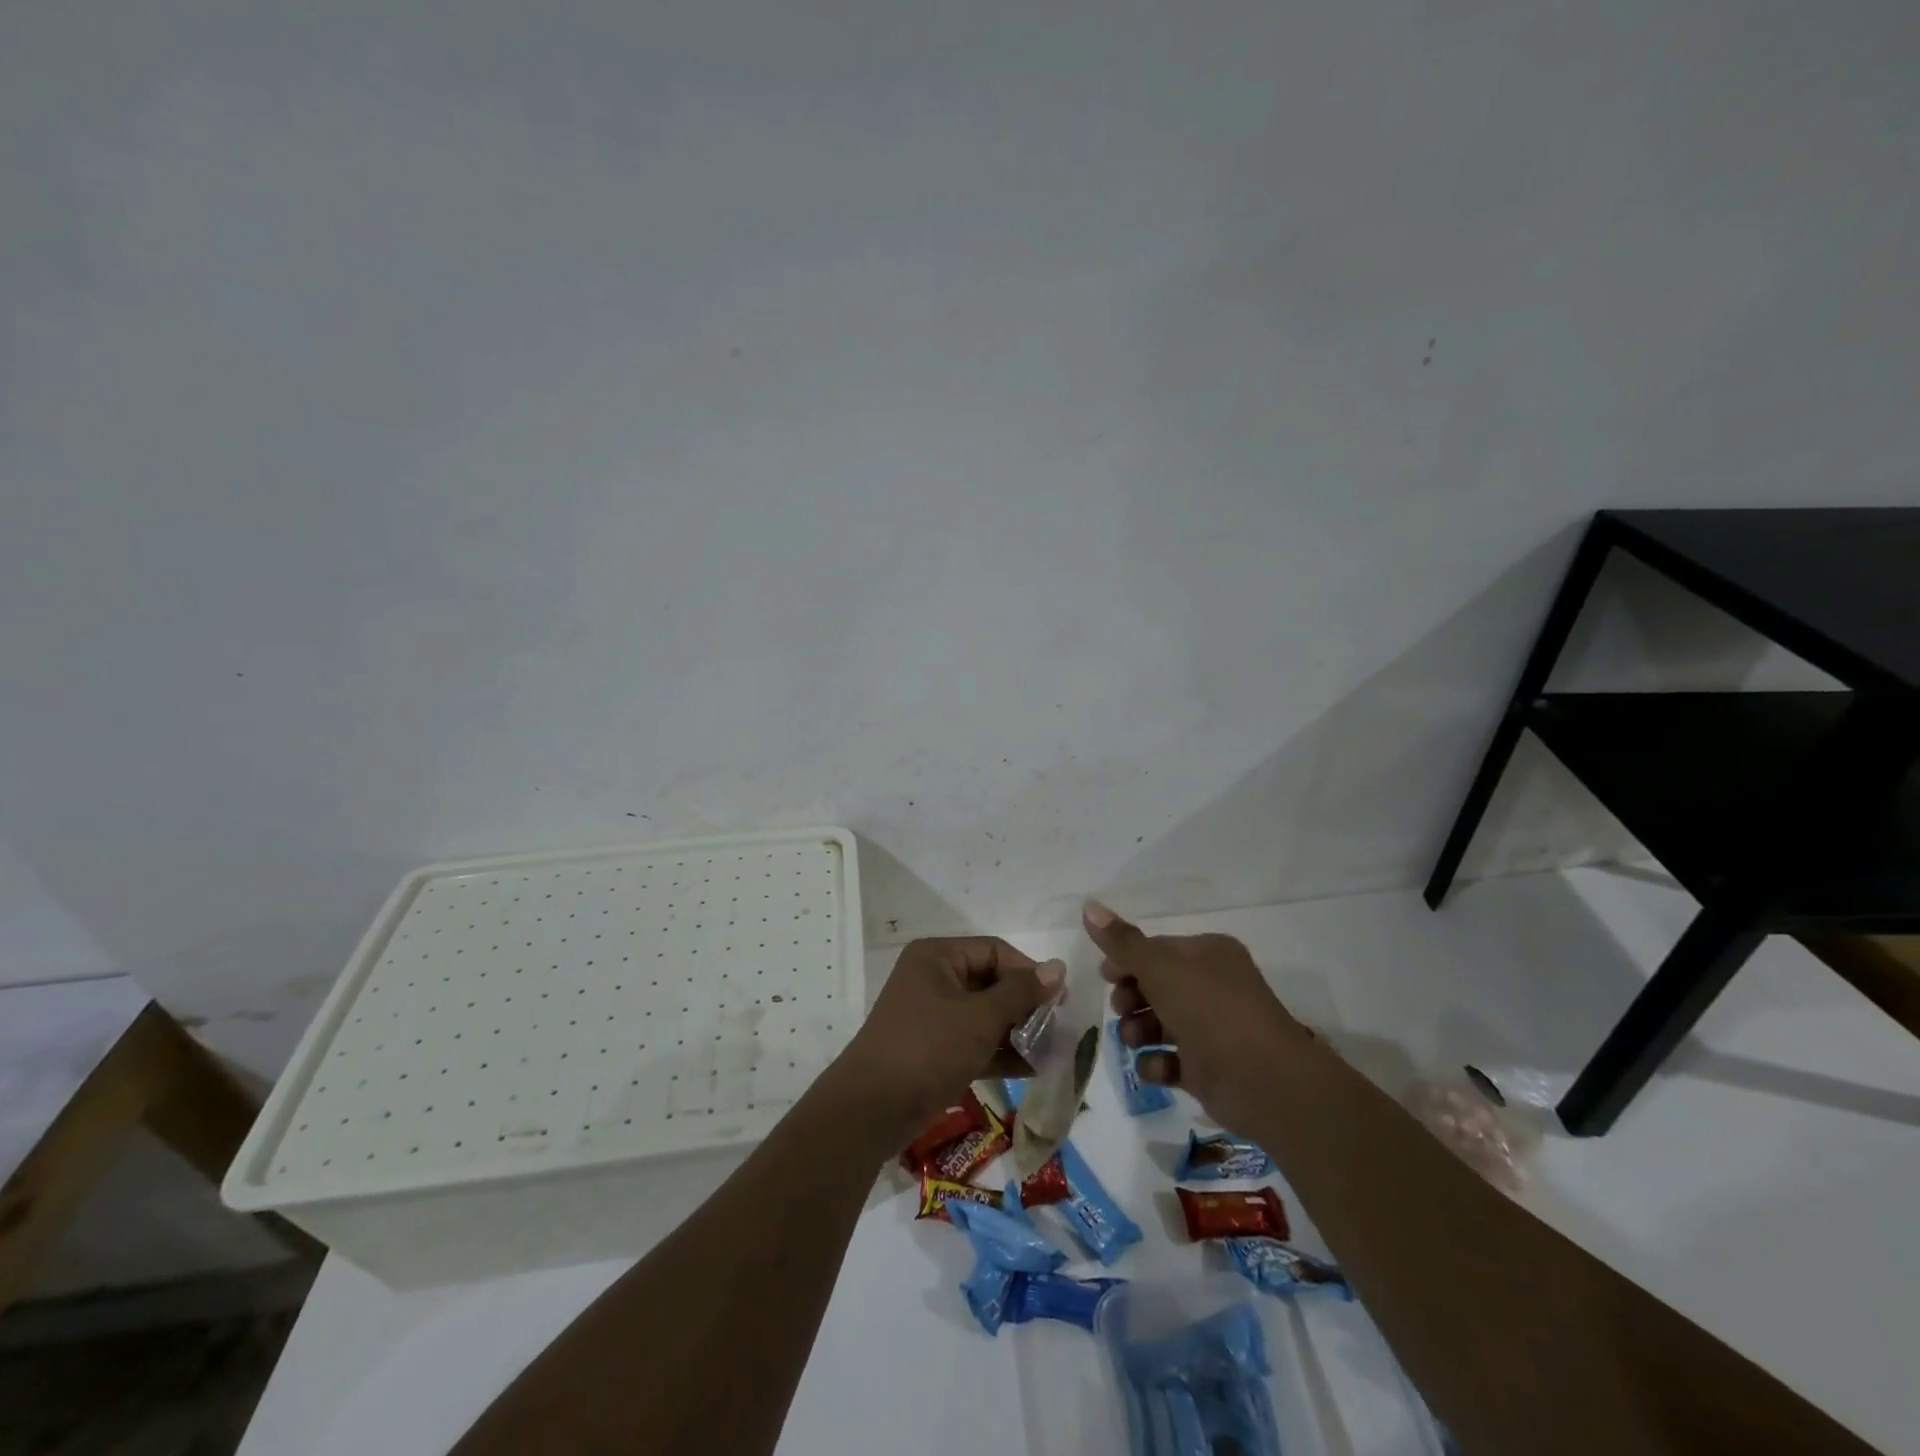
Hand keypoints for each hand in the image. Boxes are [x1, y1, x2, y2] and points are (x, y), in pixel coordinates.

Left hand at [835, 938, 1062, 1139]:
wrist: (872, 1109)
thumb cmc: (928, 1048)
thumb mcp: (980, 1018)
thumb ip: (1021, 993)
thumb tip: (1059, 967)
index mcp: (938, 956)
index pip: (994, 951)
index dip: (1028, 972)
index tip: (1060, 1000)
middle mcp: (934, 978)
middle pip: (991, 981)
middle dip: (1025, 1005)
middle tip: (1057, 1028)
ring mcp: (933, 1015)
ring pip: (985, 1014)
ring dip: (1017, 1031)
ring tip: (1052, 1050)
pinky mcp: (935, 1049)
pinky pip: (975, 1041)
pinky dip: (1000, 1051)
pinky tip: (1033, 1069)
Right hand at [1085, 900, 1309, 1129]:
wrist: (1267, 1082)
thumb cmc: (1212, 1011)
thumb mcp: (1161, 969)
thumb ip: (1122, 942)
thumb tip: (1088, 904)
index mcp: (1208, 954)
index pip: (1156, 949)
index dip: (1126, 961)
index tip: (1105, 976)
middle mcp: (1212, 986)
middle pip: (1155, 986)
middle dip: (1131, 998)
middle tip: (1121, 1009)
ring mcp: (1212, 1028)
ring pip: (1159, 1023)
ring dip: (1138, 1031)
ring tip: (1134, 1042)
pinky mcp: (1209, 1068)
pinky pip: (1171, 1060)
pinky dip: (1157, 1064)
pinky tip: (1155, 1069)